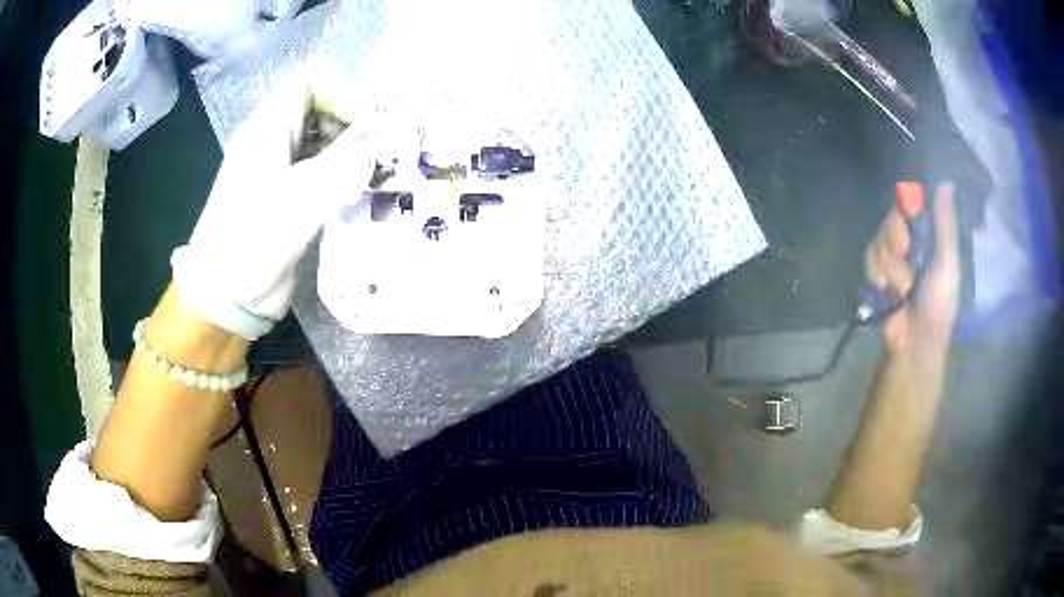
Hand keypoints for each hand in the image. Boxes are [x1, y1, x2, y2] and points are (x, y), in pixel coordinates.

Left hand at [172, 72, 374, 339]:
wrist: (225, 297)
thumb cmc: (252, 240)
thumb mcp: (300, 197)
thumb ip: (344, 161)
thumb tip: (381, 137)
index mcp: (268, 128)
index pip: (311, 82)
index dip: (344, 93)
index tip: (369, 125)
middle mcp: (273, 141)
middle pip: (321, 110)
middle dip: (354, 125)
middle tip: (383, 153)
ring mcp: (278, 170)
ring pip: (322, 142)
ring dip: (351, 153)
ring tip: (378, 175)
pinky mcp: (286, 198)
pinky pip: (319, 172)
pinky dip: (342, 177)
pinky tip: (361, 194)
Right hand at [865, 182, 959, 356]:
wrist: (912, 344)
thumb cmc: (938, 306)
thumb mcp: (948, 265)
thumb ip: (945, 226)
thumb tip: (947, 182)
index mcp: (932, 236)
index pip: (915, 202)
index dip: (908, 205)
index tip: (910, 216)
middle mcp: (913, 240)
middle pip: (893, 217)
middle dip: (896, 238)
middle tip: (905, 255)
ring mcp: (894, 256)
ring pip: (880, 237)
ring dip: (889, 264)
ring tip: (900, 288)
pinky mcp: (878, 270)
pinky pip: (869, 256)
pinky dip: (877, 274)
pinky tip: (886, 290)